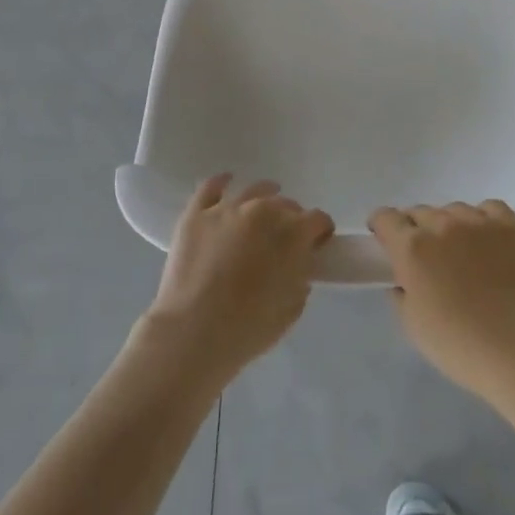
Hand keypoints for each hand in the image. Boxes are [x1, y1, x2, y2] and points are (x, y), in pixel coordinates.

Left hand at [144, 175, 333, 385]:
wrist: (193, 332)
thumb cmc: (249, 328)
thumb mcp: (292, 308)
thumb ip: (301, 277)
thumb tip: (297, 265)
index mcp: (293, 234)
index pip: (318, 219)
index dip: (321, 231)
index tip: (318, 244)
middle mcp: (263, 211)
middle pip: (286, 205)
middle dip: (292, 220)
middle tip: (285, 240)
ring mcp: (227, 209)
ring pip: (254, 191)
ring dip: (265, 197)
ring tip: (264, 207)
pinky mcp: (196, 214)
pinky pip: (211, 187)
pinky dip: (222, 182)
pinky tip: (227, 182)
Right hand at [370, 201, 514, 404]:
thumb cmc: (457, 344)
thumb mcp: (411, 323)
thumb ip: (401, 289)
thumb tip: (405, 277)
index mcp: (411, 247)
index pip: (385, 217)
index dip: (382, 227)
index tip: (386, 241)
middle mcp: (442, 225)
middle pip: (420, 212)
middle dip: (416, 230)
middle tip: (427, 257)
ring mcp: (479, 221)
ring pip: (453, 210)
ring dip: (450, 226)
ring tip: (461, 251)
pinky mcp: (511, 226)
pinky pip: (489, 208)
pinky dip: (483, 220)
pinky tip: (487, 241)